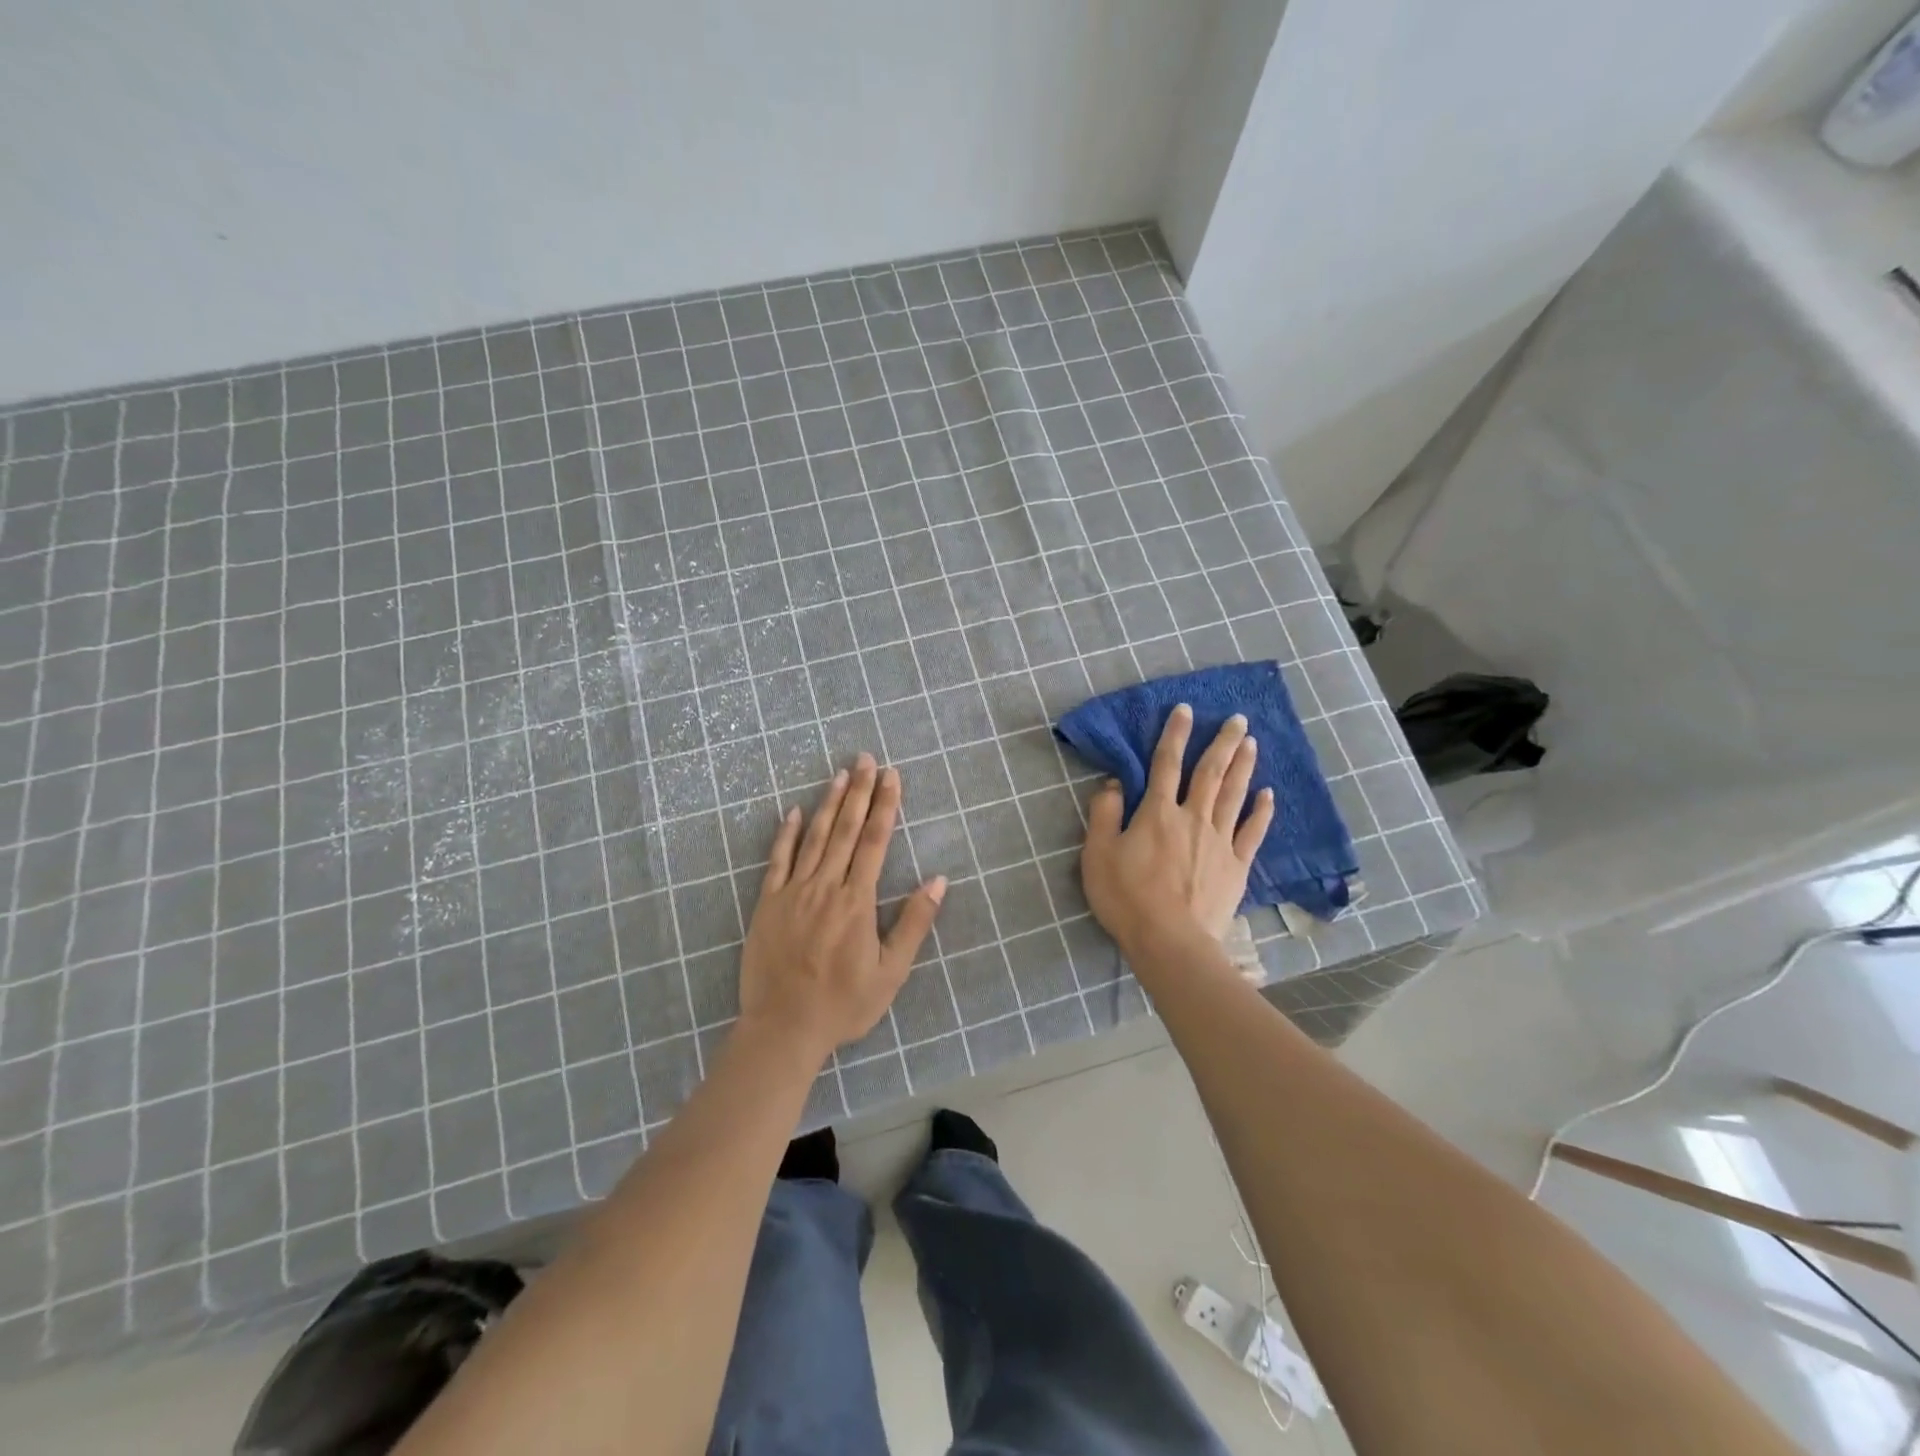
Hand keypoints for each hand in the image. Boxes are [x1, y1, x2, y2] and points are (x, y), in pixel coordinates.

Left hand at [738, 753, 946, 1063]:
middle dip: (858, 791)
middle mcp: (825, 887)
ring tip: (840, 773)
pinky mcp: (767, 903)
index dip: (885, 805)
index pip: (874, 841)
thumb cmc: (843, 1004)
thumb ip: (914, 923)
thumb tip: (939, 880)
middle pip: (844, 829)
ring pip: (813, 837)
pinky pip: (777, 860)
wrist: (783, 1029)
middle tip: (865, 758)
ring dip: (828, 802)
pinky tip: (792, 811)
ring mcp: (793, 892)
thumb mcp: (891, 972)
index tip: (891, 776)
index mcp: (857, 901)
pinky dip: (785, 833)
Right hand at [1081, 705, 1274, 957]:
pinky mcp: (1236, 866)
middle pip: (1210, 773)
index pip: (1165, 764)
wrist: (1169, 941)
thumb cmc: (1126, 897)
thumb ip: (1105, 814)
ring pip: (1234, 795)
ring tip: (1253, 743)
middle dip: (1223, 743)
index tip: (1186, 710)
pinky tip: (1268, 794)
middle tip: (1238, 718)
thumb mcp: (1098, 854)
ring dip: (1243, 766)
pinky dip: (1261, 811)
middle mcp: (1192, 818)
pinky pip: (1252, 832)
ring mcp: (1219, 841)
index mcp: (1157, 813)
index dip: (1175, 735)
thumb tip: (1113, 783)